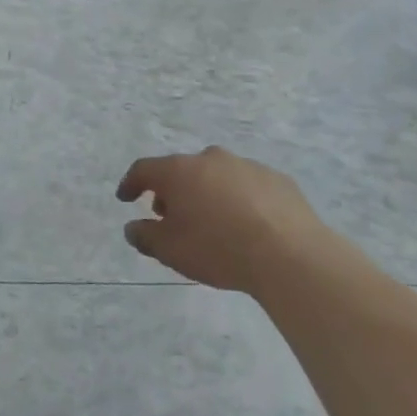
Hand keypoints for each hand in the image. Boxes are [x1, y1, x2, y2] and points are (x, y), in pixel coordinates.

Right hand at [116, 147, 340, 293]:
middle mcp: (210, 159)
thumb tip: (133, 227)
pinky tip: (246, 224)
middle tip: (170, 216)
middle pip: (181, 170)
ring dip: (207, 193)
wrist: (291, 256)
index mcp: (179, 171)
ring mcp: (247, 166)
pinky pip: (247, 186)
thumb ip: (145, 236)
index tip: (125, 198)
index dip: (131, 183)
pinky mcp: (278, 179)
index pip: (143, 169)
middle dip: (172, 191)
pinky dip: (239, 199)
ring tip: (211, 222)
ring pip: (216, 175)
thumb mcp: (170, 250)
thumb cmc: (218, 249)